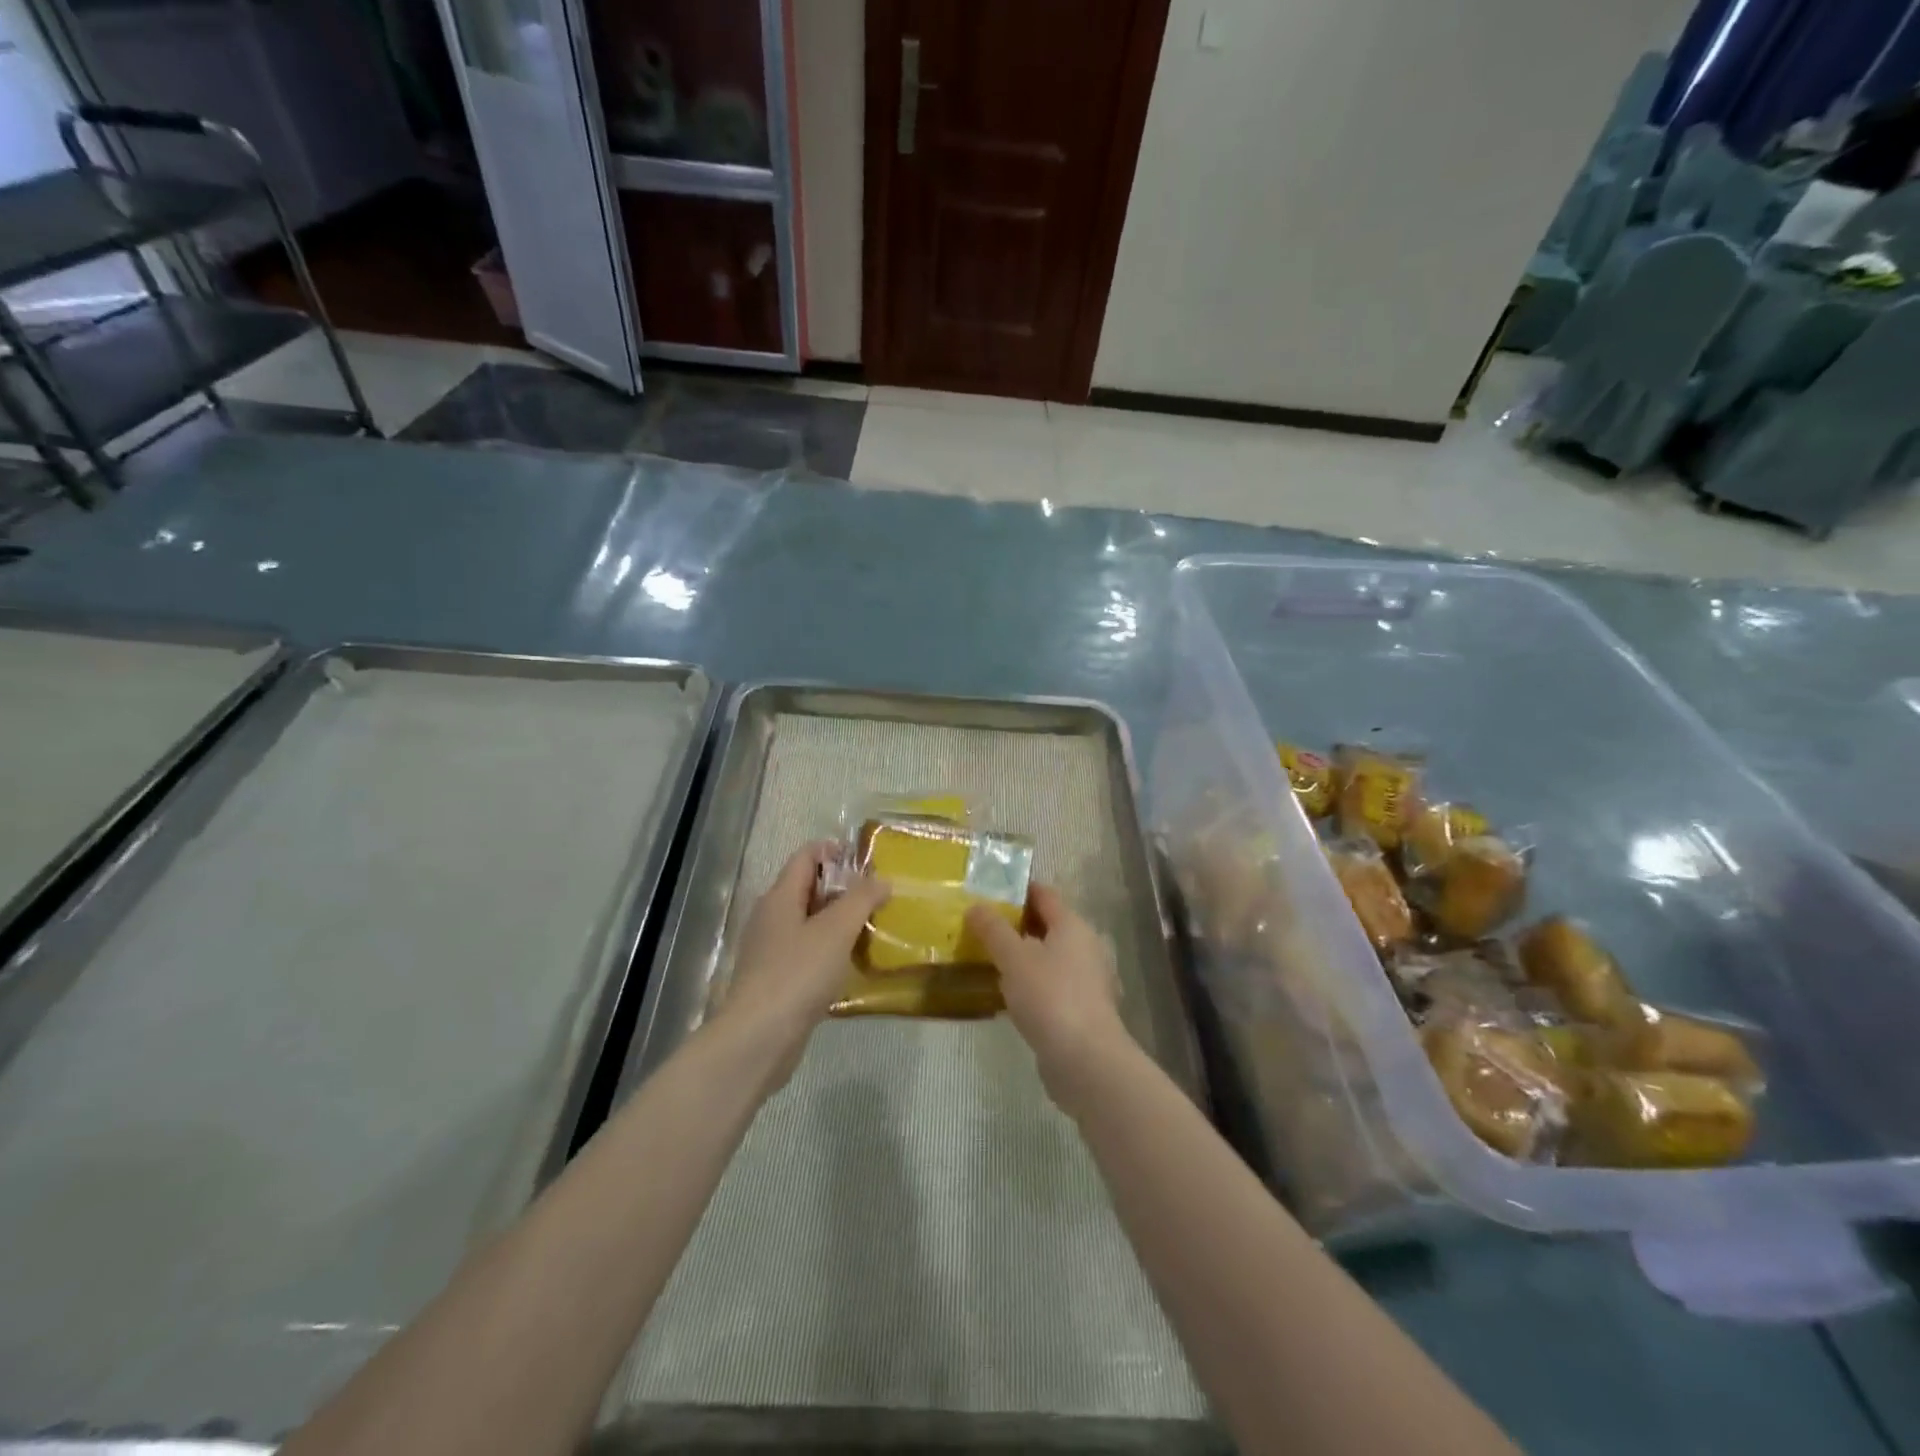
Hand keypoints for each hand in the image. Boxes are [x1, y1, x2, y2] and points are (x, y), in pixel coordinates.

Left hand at [718, 842, 888, 1090]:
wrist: (759, 1038)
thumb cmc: (798, 973)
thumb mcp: (837, 930)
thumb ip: (861, 899)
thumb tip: (881, 879)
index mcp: (780, 896)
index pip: (806, 855)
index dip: (835, 850)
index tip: (868, 863)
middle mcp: (771, 917)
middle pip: (808, 887)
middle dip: (843, 888)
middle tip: (878, 897)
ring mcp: (770, 950)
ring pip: (808, 922)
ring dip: (838, 921)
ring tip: (872, 929)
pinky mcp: (775, 979)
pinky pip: (806, 952)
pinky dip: (829, 950)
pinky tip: (851, 964)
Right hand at [964, 884, 1129, 1110]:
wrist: (1086, 1060)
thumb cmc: (1050, 997)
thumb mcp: (1014, 958)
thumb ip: (993, 930)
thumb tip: (975, 906)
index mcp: (1073, 926)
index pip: (1045, 894)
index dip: (1018, 889)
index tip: (989, 891)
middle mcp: (1086, 947)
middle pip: (1048, 926)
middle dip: (1016, 925)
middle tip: (981, 927)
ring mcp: (1088, 980)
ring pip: (1050, 958)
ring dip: (1023, 957)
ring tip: (988, 960)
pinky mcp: (1083, 1010)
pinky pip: (1053, 985)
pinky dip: (1032, 984)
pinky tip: (1009, 995)